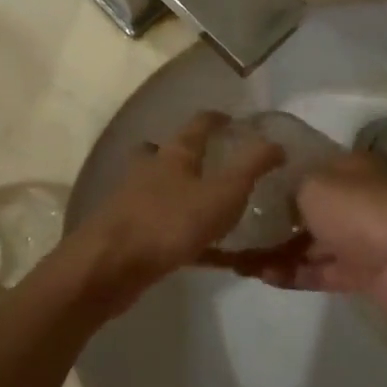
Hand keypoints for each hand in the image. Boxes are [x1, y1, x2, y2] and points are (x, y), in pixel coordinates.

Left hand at [76, 112, 284, 308]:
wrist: (109, 267)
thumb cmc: (169, 223)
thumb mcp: (223, 193)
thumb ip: (252, 167)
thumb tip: (277, 143)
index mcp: (174, 154)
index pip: (198, 124)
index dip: (217, 119)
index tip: (233, 121)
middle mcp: (150, 170)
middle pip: (167, 152)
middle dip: (187, 153)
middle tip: (214, 163)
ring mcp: (134, 201)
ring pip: (159, 188)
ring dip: (180, 191)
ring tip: (208, 205)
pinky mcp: (128, 234)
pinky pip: (160, 226)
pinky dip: (180, 232)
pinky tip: (200, 252)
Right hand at [238, 152, 386, 328]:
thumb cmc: (359, 211)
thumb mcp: (312, 184)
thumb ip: (288, 188)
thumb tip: (278, 199)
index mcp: (349, 167)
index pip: (307, 165)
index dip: (275, 175)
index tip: (242, 187)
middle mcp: (356, 198)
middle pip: (306, 207)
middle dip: (272, 219)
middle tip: (234, 230)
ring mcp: (361, 237)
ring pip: (311, 243)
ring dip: (277, 251)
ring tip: (239, 261)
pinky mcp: (362, 272)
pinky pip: (320, 271)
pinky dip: (293, 273)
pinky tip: (261, 276)